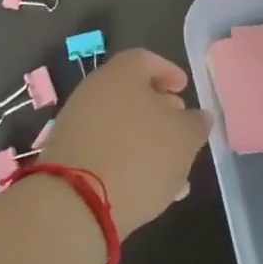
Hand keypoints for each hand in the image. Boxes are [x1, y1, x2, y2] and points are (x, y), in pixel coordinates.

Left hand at [38, 49, 213, 237]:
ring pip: (119, 126)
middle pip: (131, 93)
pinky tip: (145, 189)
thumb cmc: (139, 155)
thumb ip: (195, 123)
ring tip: (170, 172)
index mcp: (122, 73)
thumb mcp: (184, 138)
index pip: (147, 59)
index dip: (169, 72)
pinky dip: (125, 162)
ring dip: (145, 142)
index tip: (184, 89)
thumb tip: (196, 118)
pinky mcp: (66, 158)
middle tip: (179, 131)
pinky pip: (103, 151)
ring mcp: (76, 124)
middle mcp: (94, 90)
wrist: (75, 204)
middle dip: (159, 111)